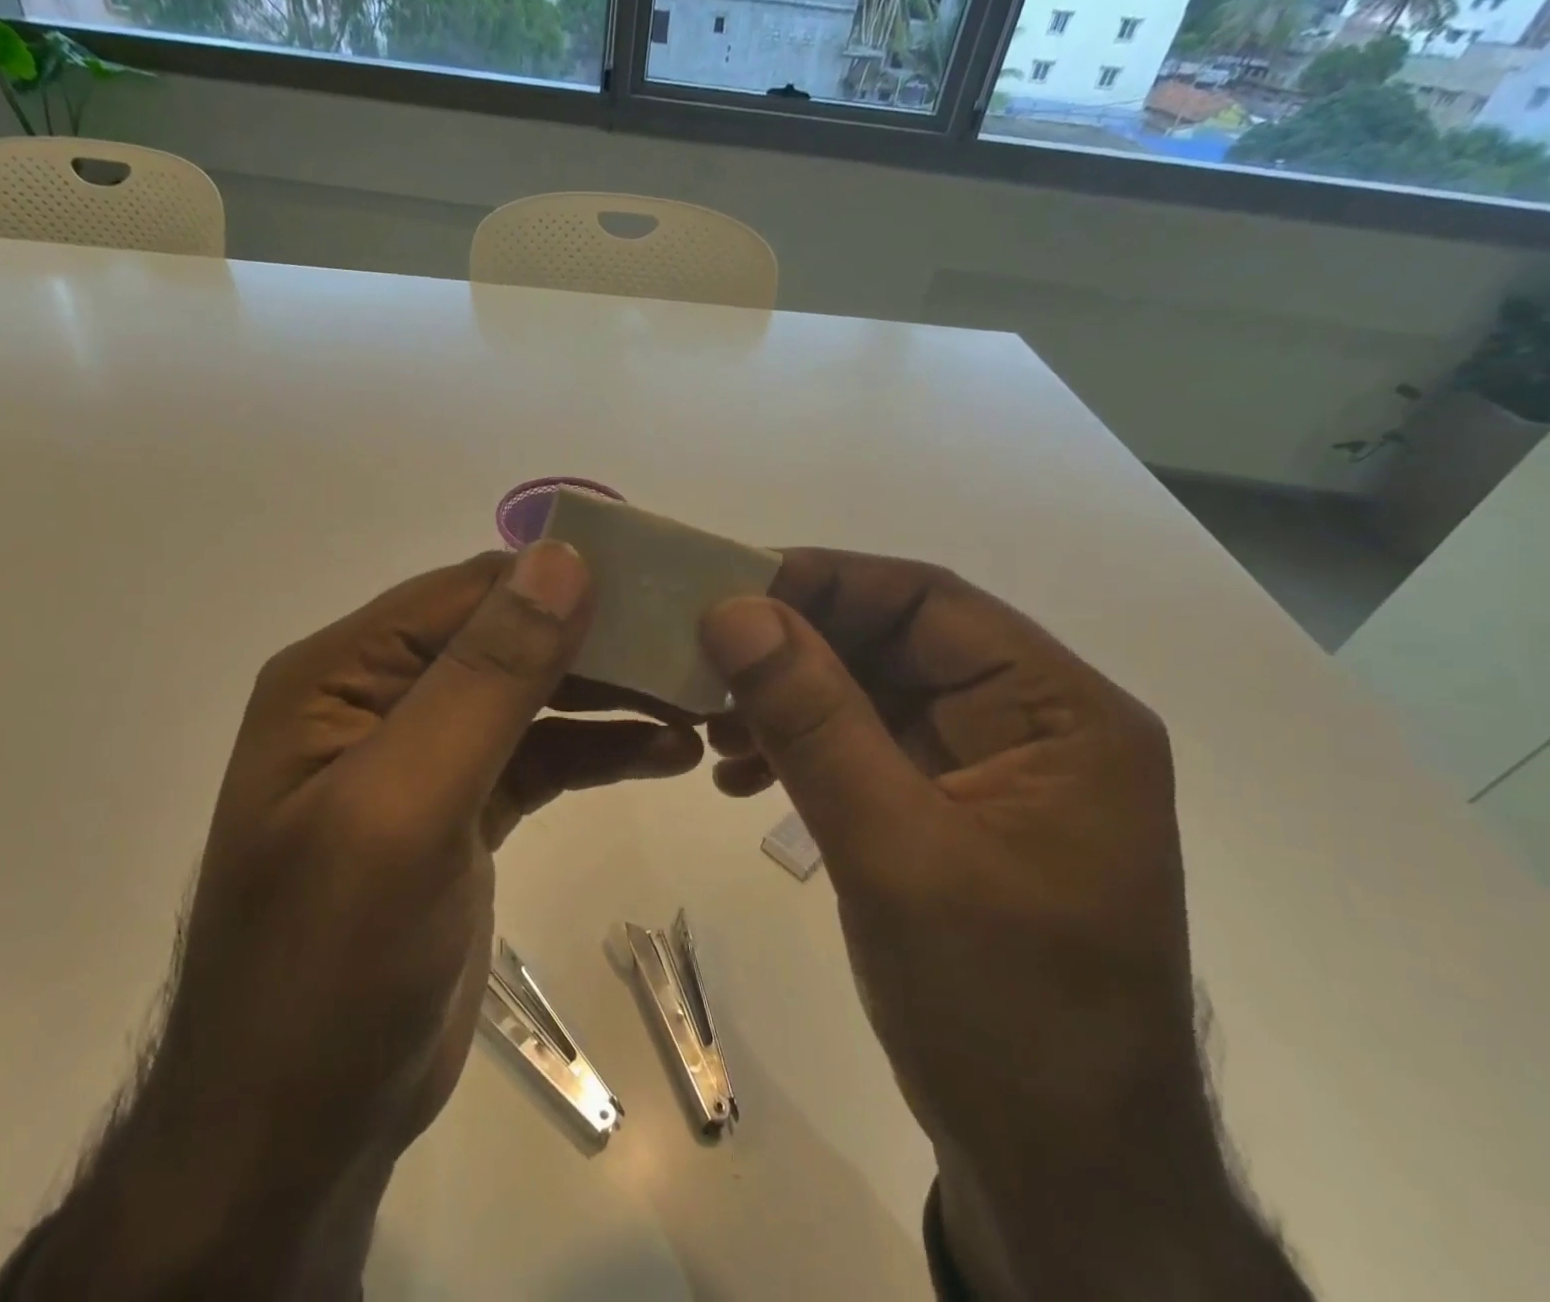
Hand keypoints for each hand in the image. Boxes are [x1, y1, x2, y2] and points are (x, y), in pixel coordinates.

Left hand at [15, 543, 700, 1300]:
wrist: (300, 1128)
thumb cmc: (333, 963)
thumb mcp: (408, 805)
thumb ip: (485, 677)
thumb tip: (562, 558)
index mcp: (341, 674)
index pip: (468, 593)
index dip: (562, 581)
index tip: (661, 587)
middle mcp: (377, 697)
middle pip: (506, 637)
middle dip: (598, 640)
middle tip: (694, 650)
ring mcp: (423, 755)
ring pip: (532, 695)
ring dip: (611, 695)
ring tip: (697, 701)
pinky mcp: (463, 809)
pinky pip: (541, 754)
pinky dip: (600, 748)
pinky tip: (667, 753)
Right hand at [700, 551, 1309, 1301]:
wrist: (1056, 1174)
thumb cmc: (999, 1010)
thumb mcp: (893, 849)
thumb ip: (813, 720)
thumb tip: (733, 611)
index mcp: (1058, 712)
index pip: (929, 601)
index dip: (825, 583)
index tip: (727, 591)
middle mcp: (1028, 724)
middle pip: (893, 644)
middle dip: (792, 649)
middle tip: (700, 661)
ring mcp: (985, 770)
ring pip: (867, 694)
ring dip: (786, 701)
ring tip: (709, 727)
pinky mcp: (945, 812)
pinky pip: (861, 749)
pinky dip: (799, 750)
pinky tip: (739, 775)